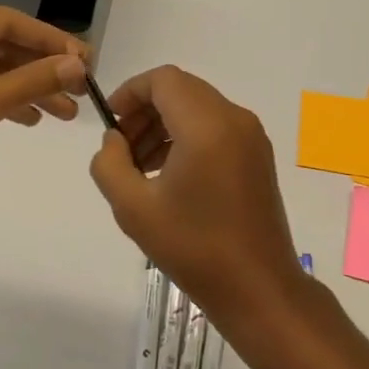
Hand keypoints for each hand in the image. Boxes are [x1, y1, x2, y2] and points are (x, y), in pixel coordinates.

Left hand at [0, 5, 87, 219]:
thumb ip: (32, 82)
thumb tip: (79, 65)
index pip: (8, 21)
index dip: (51, 40)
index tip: (87, 61)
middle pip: (0, 43)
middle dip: (42, 68)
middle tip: (82, 88)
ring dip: (27, 88)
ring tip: (67, 113)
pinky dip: (1, 100)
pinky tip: (31, 119)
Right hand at [88, 66, 304, 323]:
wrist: (258, 288)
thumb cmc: (194, 248)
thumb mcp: (133, 208)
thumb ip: (109, 164)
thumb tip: (114, 140)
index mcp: (207, 125)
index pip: (163, 80)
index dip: (130, 93)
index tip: (110, 124)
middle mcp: (235, 119)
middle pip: (181, 90)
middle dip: (145, 111)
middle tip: (121, 150)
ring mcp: (252, 137)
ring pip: (199, 108)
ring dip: (165, 125)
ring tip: (140, 167)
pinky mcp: (258, 156)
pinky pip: (216, 127)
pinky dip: (188, 137)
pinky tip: (169, 176)